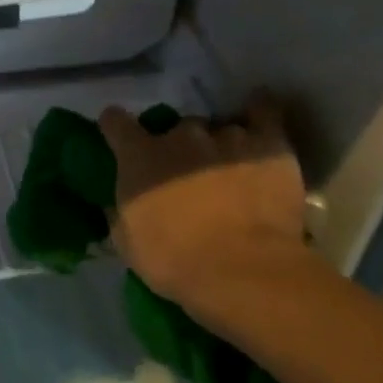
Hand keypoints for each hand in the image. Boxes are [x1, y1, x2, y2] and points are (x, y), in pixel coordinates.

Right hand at [99, 100, 309, 320]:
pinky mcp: (267, 143)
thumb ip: (122, 210)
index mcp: (139, 155)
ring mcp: (226, 135)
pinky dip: (260, 112)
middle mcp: (180, 135)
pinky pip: (264, 112)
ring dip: (219, 146)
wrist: (242, 270)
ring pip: (218, 128)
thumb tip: (119, 203)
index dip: (118, 128)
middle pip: (177, 129)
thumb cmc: (174, 261)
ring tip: (231, 171)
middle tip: (189, 177)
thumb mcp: (128, 241)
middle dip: (180, 149)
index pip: (115, 121)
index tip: (123, 140)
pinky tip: (260, 116)